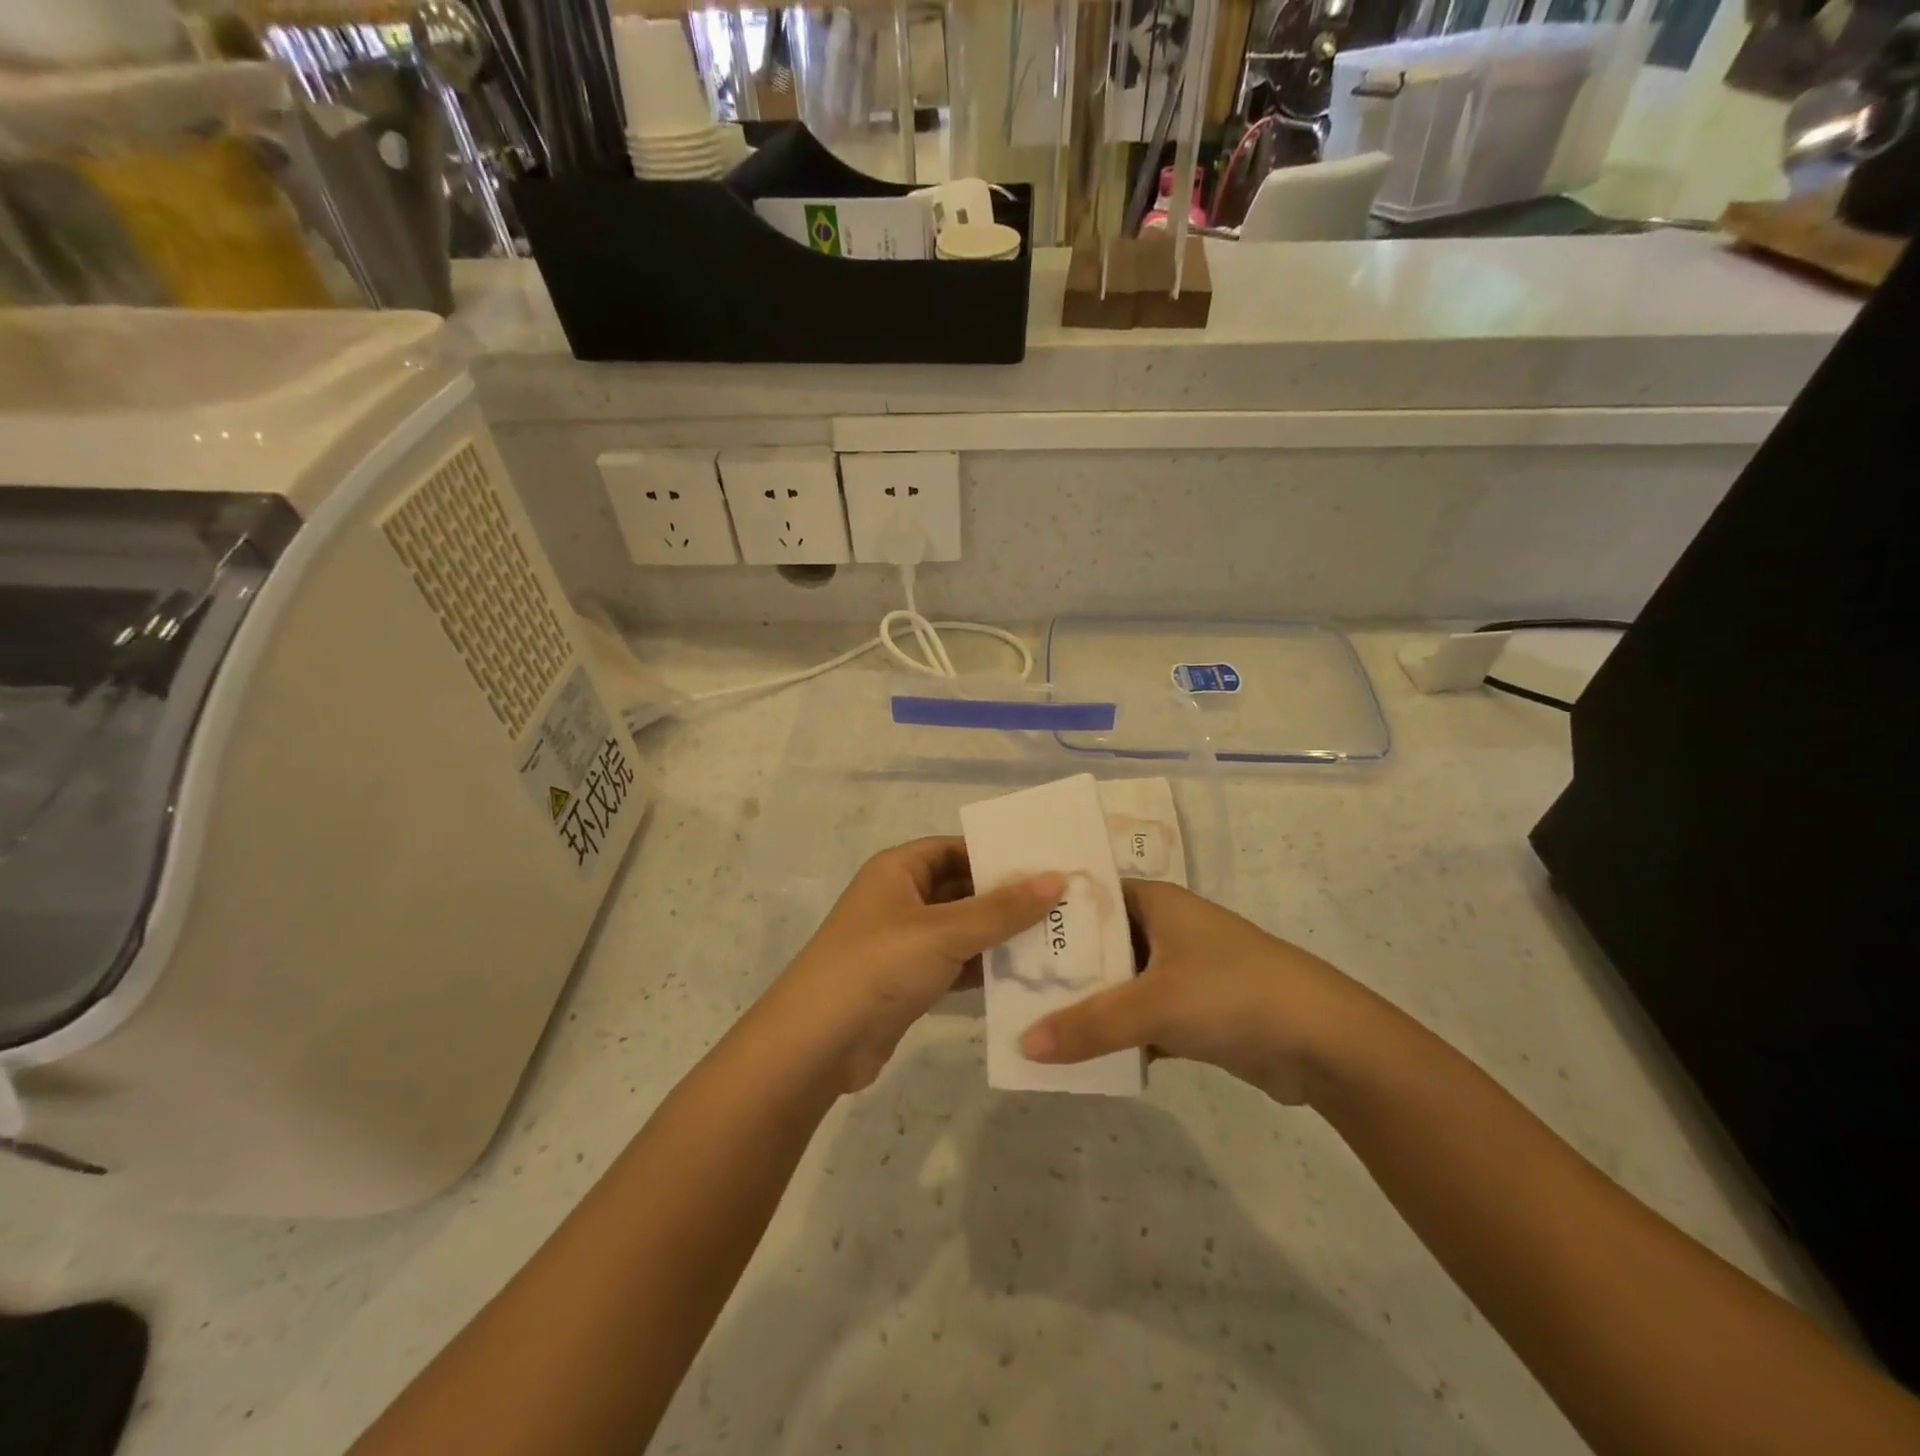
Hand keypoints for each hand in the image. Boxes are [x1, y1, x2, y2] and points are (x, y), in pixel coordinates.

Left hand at [772, 838, 1062, 1093]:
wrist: (818, 1044)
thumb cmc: (879, 966)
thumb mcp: (944, 931)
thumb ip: (1002, 908)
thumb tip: (1056, 878)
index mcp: (898, 869)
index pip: (955, 848)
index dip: (997, 854)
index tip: (1046, 864)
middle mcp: (900, 899)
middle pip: (962, 889)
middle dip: (1007, 898)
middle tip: (1064, 905)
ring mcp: (904, 943)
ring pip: (962, 929)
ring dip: (1000, 936)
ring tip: (1057, 939)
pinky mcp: (909, 981)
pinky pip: (956, 964)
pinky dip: (984, 968)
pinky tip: (1026, 976)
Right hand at [1019, 880, 1370, 1104]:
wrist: (1326, 1043)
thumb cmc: (1233, 994)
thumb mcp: (1153, 1005)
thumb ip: (1088, 1025)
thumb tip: (1023, 1045)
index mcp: (1154, 901)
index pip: (1086, 895)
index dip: (1046, 912)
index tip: (1002, 933)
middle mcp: (1164, 928)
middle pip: (1098, 943)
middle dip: (1060, 967)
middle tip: (1006, 986)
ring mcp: (1180, 970)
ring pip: (1117, 984)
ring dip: (1086, 1005)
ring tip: (1029, 1023)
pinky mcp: (1193, 1011)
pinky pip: (1139, 1018)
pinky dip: (1115, 1034)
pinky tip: (1078, 1055)